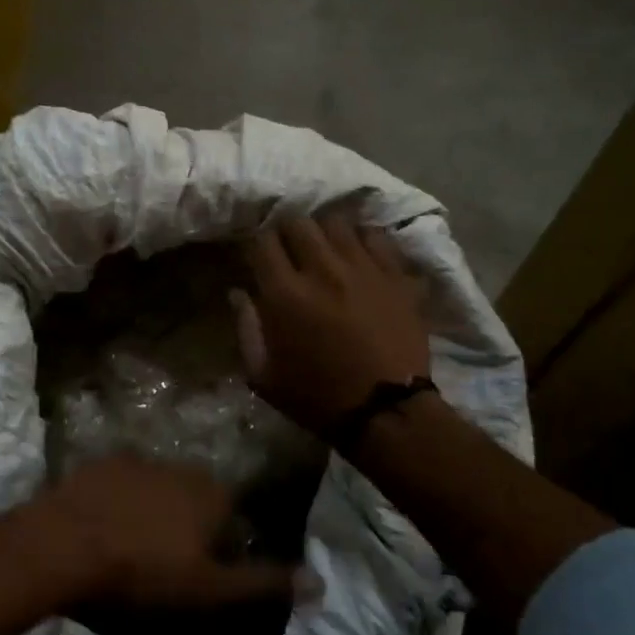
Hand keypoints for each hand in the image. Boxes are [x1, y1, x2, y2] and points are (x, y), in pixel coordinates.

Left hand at [31, 456, 306, 610]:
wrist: (63, 546)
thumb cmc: (143, 572)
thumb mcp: (210, 590)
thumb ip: (264, 583)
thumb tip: (321, 581)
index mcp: (211, 494)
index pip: (232, 514)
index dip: (220, 545)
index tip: (201, 573)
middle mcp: (180, 467)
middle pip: (195, 497)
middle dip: (187, 523)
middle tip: (166, 562)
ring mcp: (136, 460)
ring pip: (157, 487)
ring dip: (152, 510)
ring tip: (131, 547)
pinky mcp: (98, 464)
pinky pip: (119, 484)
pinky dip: (117, 501)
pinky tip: (102, 528)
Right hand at [231, 212, 430, 435]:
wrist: (386, 412)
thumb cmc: (317, 398)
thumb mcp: (263, 376)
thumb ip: (246, 329)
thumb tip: (238, 293)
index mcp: (285, 294)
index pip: (262, 241)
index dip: (256, 246)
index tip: (258, 259)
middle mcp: (322, 270)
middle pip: (298, 223)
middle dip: (287, 233)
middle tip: (289, 252)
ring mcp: (363, 268)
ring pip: (336, 222)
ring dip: (323, 233)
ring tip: (324, 250)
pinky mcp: (395, 275)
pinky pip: (375, 236)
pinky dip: (361, 239)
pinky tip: (358, 255)